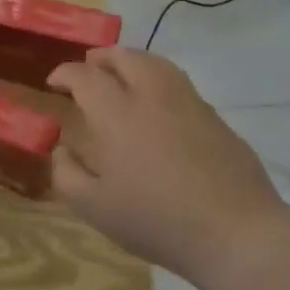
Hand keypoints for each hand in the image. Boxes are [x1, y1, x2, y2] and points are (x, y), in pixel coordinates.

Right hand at [48, 49, 289, 286]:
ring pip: (157, 63)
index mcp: (118, 115)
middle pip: (125, 57)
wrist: (235, 232)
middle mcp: (153, 97)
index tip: (54, 82)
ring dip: (132, 61)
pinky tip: (157, 104)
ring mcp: (189, 104)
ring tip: (122, 74)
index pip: (86, 77)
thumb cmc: (156, 220)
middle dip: (101, 57)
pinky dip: (158, 80)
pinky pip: (179, 84)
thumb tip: (62, 150)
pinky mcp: (215, 118)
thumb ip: (67, 174)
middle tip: (88, 67)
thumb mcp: (94, 208)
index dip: (65, 73)